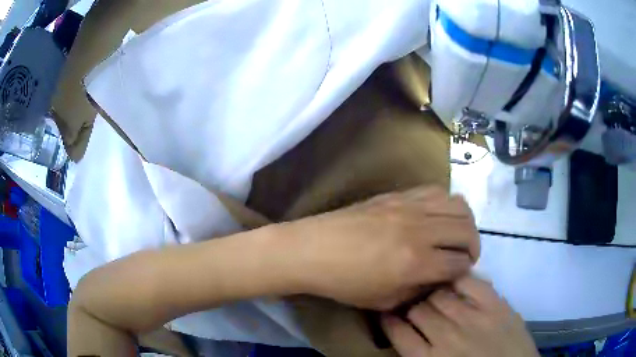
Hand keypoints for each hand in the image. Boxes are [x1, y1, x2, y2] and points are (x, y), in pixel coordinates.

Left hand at [281, 186, 479, 309]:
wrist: (313, 249)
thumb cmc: (345, 283)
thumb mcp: (385, 301)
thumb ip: (419, 290)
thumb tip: (441, 277)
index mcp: (416, 263)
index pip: (459, 262)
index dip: (465, 269)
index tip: (460, 272)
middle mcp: (420, 231)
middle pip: (467, 229)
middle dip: (473, 245)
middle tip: (464, 255)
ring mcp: (409, 207)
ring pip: (457, 205)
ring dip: (464, 222)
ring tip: (456, 234)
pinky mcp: (398, 194)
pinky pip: (435, 191)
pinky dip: (446, 204)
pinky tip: (437, 216)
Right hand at [381, 276, 538, 356]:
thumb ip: (419, 356)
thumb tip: (406, 336)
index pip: (398, 331)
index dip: (389, 319)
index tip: (387, 311)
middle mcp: (446, 336)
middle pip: (418, 309)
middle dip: (410, 304)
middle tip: (410, 301)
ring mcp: (473, 318)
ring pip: (440, 294)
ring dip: (430, 291)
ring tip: (429, 288)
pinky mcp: (496, 305)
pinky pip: (470, 282)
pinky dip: (458, 277)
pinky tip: (452, 277)